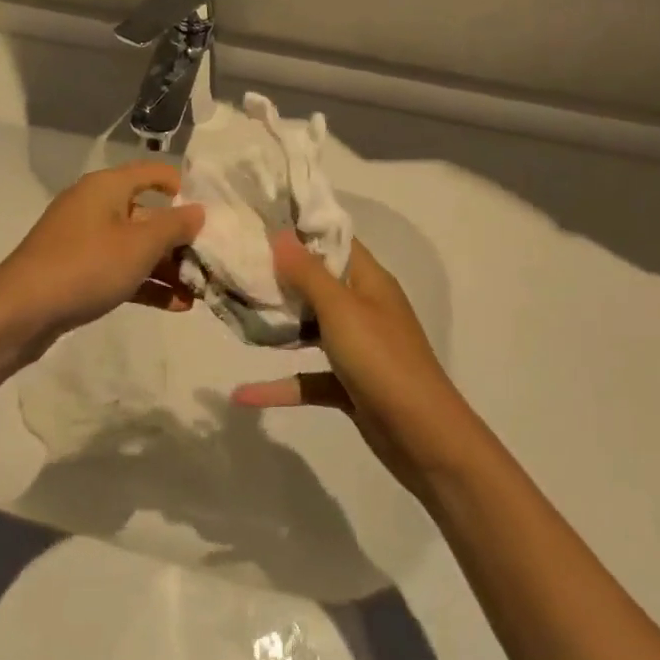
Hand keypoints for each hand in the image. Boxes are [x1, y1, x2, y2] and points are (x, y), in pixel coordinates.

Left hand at [0, 161, 204, 356]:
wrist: (20, 311)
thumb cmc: (87, 265)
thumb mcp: (140, 245)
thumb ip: (175, 226)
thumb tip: (198, 211)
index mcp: (108, 186)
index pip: (154, 173)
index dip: (183, 189)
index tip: (211, 214)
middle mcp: (96, 205)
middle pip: (148, 214)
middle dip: (180, 240)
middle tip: (210, 263)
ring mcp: (84, 239)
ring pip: (135, 246)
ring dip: (166, 267)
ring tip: (199, 292)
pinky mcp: (77, 269)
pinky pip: (119, 269)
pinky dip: (145, 283)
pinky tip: (176, 305)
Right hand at [233, 231, 477, 498]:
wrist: (424, 438)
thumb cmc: (382, 360)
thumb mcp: (342, 309)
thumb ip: (308, 273)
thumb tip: (281, 234)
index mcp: (370, 281)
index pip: (335, 241)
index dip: (302, 229)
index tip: (260, 220)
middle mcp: (364, 308)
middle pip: (318, 283)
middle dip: (281, 275)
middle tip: (237, 264)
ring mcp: (358, 348)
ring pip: (311, 327)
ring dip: (279, 324)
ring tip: (235, 312)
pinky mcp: (349, 385)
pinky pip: (309, 377)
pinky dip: (280, 385)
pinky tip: (243, 394)